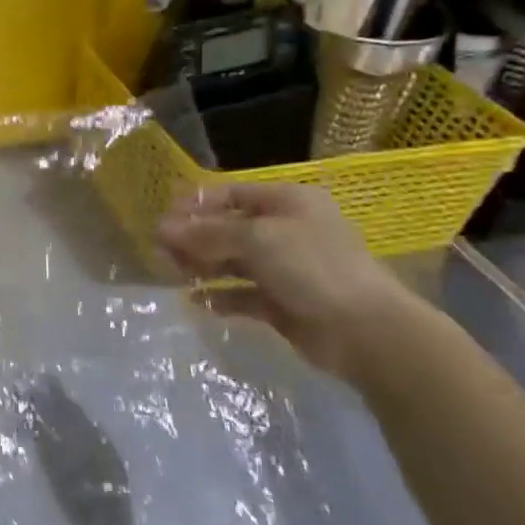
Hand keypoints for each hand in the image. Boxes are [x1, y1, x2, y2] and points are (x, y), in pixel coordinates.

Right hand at [156, 183, 419, 379]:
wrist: (364, 331)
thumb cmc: (311, 267)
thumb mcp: (256, 238)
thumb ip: (206, 232)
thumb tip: (162, 228)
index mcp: (288, 202)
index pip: (232, 194)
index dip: (196, 204)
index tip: (163, 219)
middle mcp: (286, 230)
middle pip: (229, 228)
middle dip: (194, 238)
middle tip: (161, 252)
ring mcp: (286, 268)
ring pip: (233, 262)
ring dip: (203, 266)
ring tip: (174, 276)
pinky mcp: (283, 303)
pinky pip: (242, 294)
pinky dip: (220, 296)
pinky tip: (197, 302)